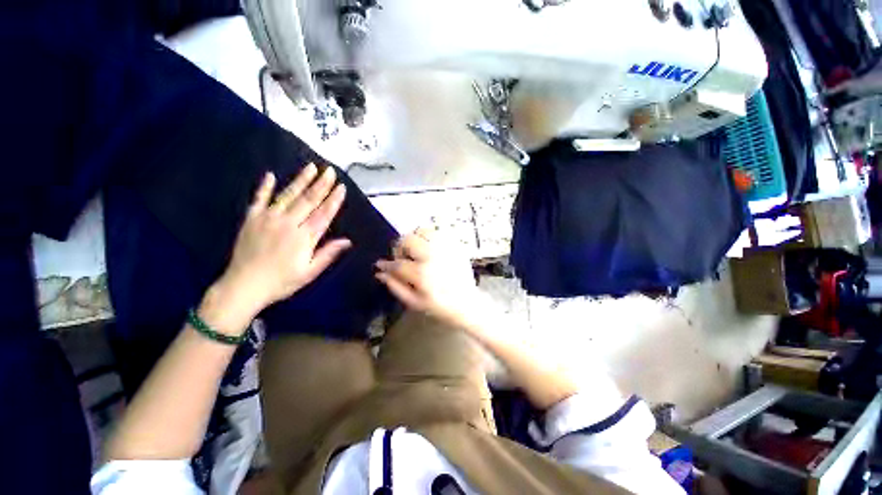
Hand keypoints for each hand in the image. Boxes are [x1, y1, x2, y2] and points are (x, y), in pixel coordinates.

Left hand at [211, 164, 350, 323]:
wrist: (243, 286)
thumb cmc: (282, 282)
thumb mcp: (309, 272)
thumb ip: (328, 254)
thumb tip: (347, 241)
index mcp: (304, 238)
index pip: (323, 214)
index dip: (333, 200)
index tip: (341, 187)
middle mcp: (287, 223)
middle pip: (308, 200)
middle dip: (321, 185)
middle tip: (330, 171)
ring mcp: (267, 219)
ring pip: (288, 195)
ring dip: (301, 180)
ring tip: (311, 167)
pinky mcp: (251, 219)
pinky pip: (258, 199)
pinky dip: (264, 187)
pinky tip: (270, 175)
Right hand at [375, 229, 480, 329]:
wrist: (467, 303)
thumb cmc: (440, 306)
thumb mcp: (414, 302)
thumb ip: (395, 286)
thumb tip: (380, 272)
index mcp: (422, 274)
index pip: (397, 263)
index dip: (387, 264)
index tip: (382, 264)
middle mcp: (432, 256)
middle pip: (408, 239)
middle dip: (401, 248)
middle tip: (404, 258)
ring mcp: (445, 249)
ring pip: (423, 230)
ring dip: (415, 239)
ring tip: (417, 251)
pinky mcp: (455, 246)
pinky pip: (438, 232)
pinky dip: (430, 237)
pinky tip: (429, 248)